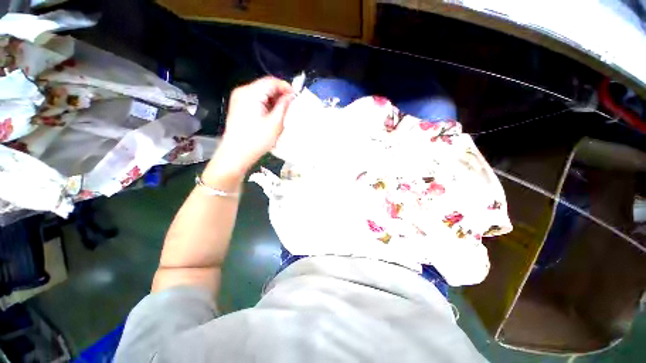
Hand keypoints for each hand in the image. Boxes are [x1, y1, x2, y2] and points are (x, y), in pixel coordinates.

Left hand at [208, 77, 294, 177]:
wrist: (236, 154)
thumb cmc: (256, 141)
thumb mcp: (275, 123)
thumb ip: (284, 106)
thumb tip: (291, 96)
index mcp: (250, 93)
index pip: (271, 82)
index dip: (286, 87)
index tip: (296, 96)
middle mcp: (242, 92)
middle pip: (265, 86)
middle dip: (280, 95)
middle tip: (291, 106)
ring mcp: (239, 99)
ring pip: (261, 94)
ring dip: (274, 101)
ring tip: (283, 113)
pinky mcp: (239, 107)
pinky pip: (256, 100)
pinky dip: (266, 105)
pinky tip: (272, 116)